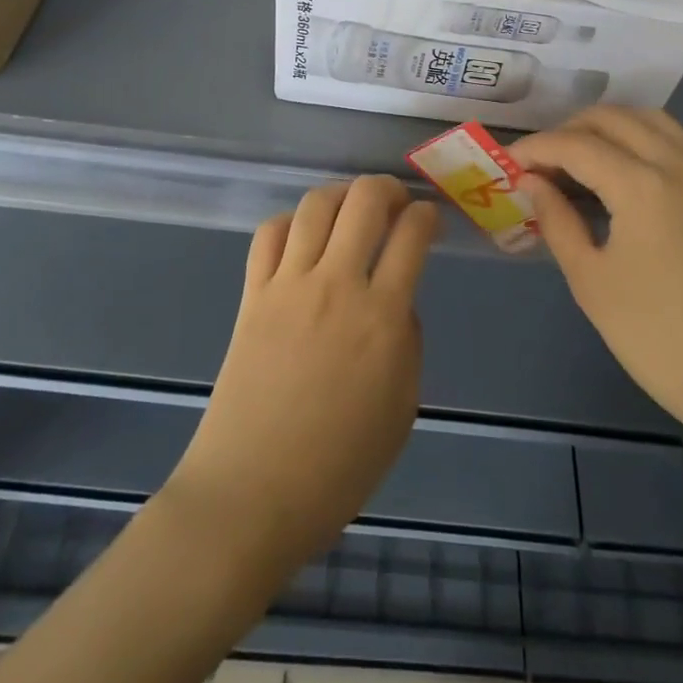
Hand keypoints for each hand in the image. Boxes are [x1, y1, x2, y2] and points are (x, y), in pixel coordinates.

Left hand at [165, 176, 438, 573]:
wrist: (251, 494)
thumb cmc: (338, 467)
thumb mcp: (401, 408)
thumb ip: (406, 340)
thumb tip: (394, 298)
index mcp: (382, 317)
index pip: (412, 234)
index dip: (428, 215)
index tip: (430, 222)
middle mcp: (336, 284)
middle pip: (365, 200)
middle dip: (389, 188)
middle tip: (397, 205)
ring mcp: (289, 284)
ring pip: (316, 204)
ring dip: (342, 195)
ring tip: (351, 211)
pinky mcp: (252, 293)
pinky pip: (269, 233)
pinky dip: (291, 221)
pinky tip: (302, 237)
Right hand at [511, 107, 682, 447]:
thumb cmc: (659, 338)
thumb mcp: (592, 282)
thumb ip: (557, 221)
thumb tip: (532, 182)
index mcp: (641, 184)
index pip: (575, 145)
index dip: (534, 148)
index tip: (505, 163)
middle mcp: (675, 164)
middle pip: (611, 119)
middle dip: (567, 130)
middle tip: (538, 164)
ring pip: (647, 120)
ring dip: (605, 127)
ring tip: (575, 158)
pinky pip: (671, 141)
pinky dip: (636, 138)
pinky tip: (616, 171)